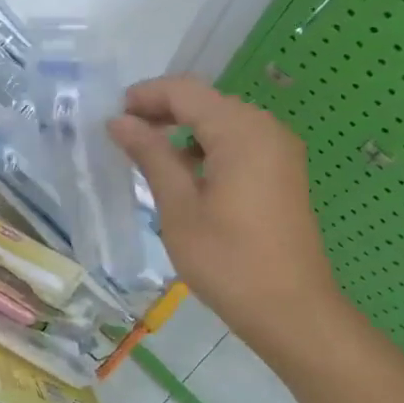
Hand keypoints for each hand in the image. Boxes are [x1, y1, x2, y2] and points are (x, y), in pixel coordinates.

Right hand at [108, 76, 341, 352]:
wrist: (292, 311)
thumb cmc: (228, 260)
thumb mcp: (179, 207)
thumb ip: (150, 156)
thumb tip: (120, 121)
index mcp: (241, 131)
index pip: (184, 91)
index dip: (145, 96)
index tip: (111, 116)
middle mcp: (265, 128)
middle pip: (205, 102)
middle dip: (162, 111)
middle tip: (123, 136)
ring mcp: (279, 150)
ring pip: (221, 122)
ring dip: (183, 130)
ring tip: (146, 155)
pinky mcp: (283, 172)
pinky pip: (238, 143)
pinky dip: (207, 148)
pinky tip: (184, 174)